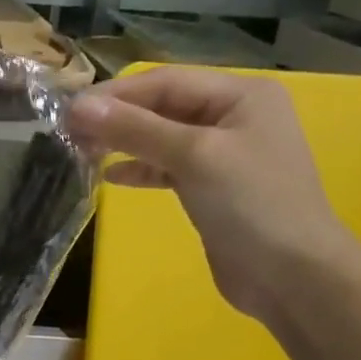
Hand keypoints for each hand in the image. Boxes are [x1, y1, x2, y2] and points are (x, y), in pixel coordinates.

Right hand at [68, 68, 358, 324]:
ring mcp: (224, 154)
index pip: (165, 82)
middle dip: (117, 118)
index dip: (115, 95)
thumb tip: (79, 107)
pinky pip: (168, 167)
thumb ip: (136, 129)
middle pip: (163, 107)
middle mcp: (233, 117)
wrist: (292, 276)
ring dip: (124, 142)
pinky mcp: (212, 188)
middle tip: (69, 134)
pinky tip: (112, 176)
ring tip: (83, 152)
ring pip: (162, 137)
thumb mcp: (193, 157)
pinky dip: (140, 169)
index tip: (68, 111)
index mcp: (241, 95)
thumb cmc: (251, 204)